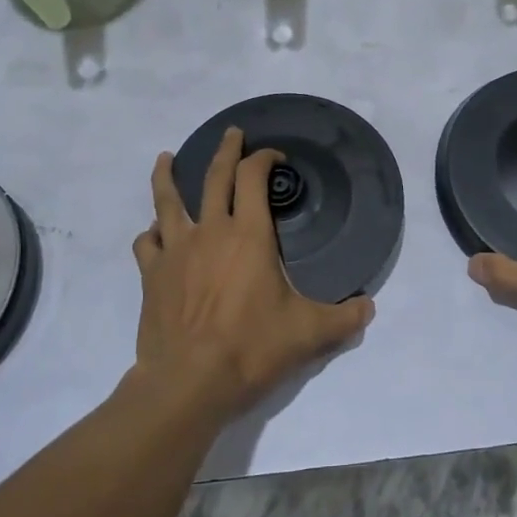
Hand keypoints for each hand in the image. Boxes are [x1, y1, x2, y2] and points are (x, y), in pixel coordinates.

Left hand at [132, 127, 373, 416]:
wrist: (189, 382)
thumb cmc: (251, 348)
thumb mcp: (309, 334)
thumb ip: (345, 318)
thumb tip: (370, 307)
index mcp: (248, 235)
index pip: (253, 178)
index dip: (264, 159)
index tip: (273, 156)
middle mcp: (210, 232)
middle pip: (215, 177)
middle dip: (226, 150)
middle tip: (232, 134)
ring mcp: (175, 251)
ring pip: (167, 201)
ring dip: (167, 176)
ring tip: (165, 158)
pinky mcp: (151, 275)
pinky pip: (146, 243)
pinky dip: (151, 233)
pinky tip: (154, 234)